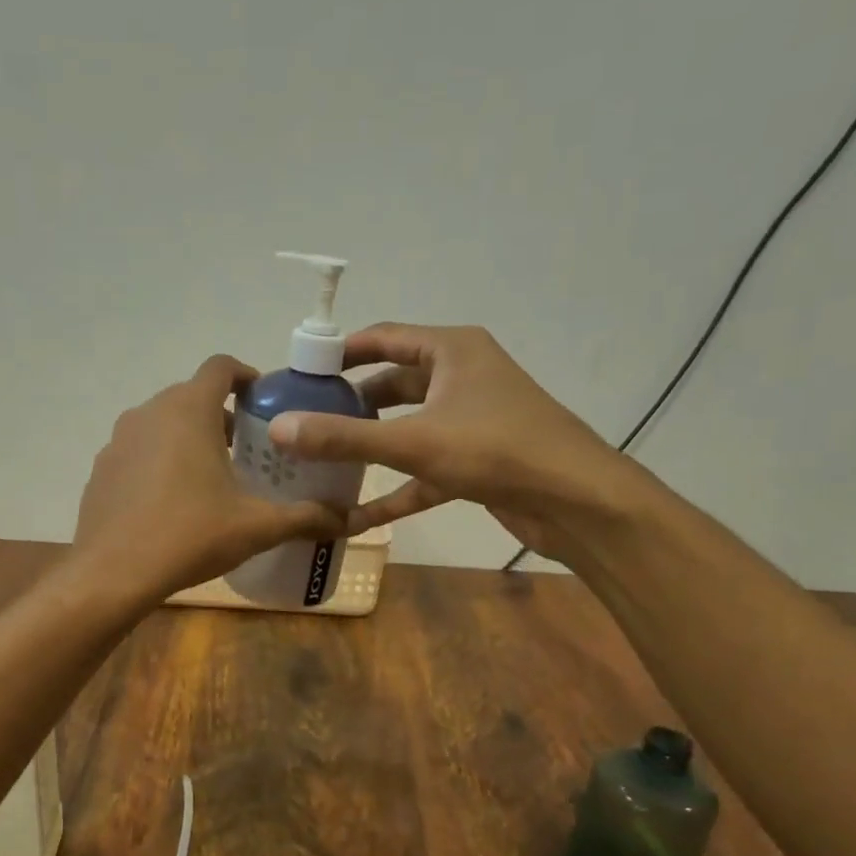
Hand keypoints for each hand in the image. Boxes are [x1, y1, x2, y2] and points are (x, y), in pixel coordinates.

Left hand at [74, 355, 347, 602]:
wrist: (114, 573)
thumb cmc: (190, 536)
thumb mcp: (256, 527)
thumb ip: (305, 517)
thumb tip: (349, 519)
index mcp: (190, 410)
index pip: (221, 367)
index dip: (247, 376)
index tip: (264, 402)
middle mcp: (150, 412)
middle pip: (192, 396)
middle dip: (223, 415)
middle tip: (248, 450)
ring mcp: (119, 439)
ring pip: (163, 423)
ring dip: (190, 438)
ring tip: (212, 477)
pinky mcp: (102, 468)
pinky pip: (139, 451)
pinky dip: (159, 461)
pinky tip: (172, 502)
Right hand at [266, 323, 647, 563]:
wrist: (575, 500)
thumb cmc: (496, 450)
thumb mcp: (413, 442)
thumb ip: (345, 438)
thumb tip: (280, 430)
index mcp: (451, 351)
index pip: (384, 338)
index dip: (340, 353)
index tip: (300, 373)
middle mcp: (461, 377)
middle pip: (393, 385)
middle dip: (350, 406)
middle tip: (305, 423)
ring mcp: (470, 421)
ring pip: (407, 429)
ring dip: (370, 448)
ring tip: (322, 464)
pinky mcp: (475, 462)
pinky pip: (422, 470)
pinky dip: (393, 490)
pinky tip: (355, 517)